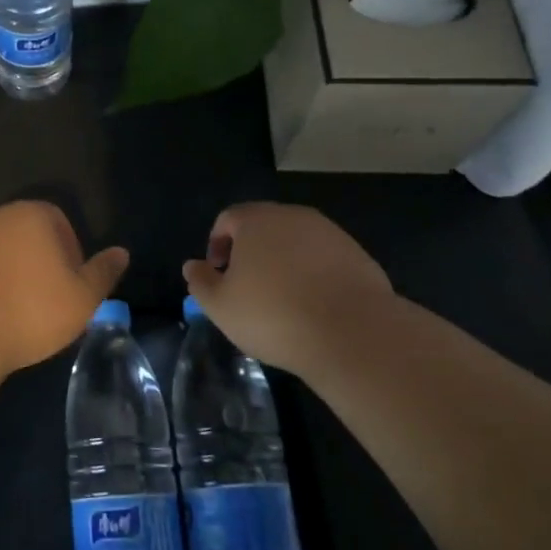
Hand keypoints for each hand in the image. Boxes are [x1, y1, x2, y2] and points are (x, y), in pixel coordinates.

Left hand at [0, 201, 128, 374]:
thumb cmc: (30, 310)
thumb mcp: (82, 298)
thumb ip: (103, 273)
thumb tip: (121, 253)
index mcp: (32, 214)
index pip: (60, 221)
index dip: (71, 253)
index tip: (71, 286)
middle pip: (28, 235)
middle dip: (40, 263)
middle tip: (48, 301)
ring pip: (0, 252)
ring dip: (11, 274)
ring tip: (18, 311)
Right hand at [182, 203, 396, 375]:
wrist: (352, 333)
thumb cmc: (273, 315)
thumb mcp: (221, 306)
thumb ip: (200, 282)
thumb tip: (192, 266)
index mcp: (256, 220)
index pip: (228, 219)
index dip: (217, 244)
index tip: (219, 273)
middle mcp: (293, 216)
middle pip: (263, 227)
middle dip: (251, 252)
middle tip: (247, 287)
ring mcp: (330, 233)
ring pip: (295, 242)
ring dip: (284, 263)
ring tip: (282, 300)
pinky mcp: (358, 254)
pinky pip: (324, 259)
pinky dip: (313, 275)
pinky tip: (313, 306)